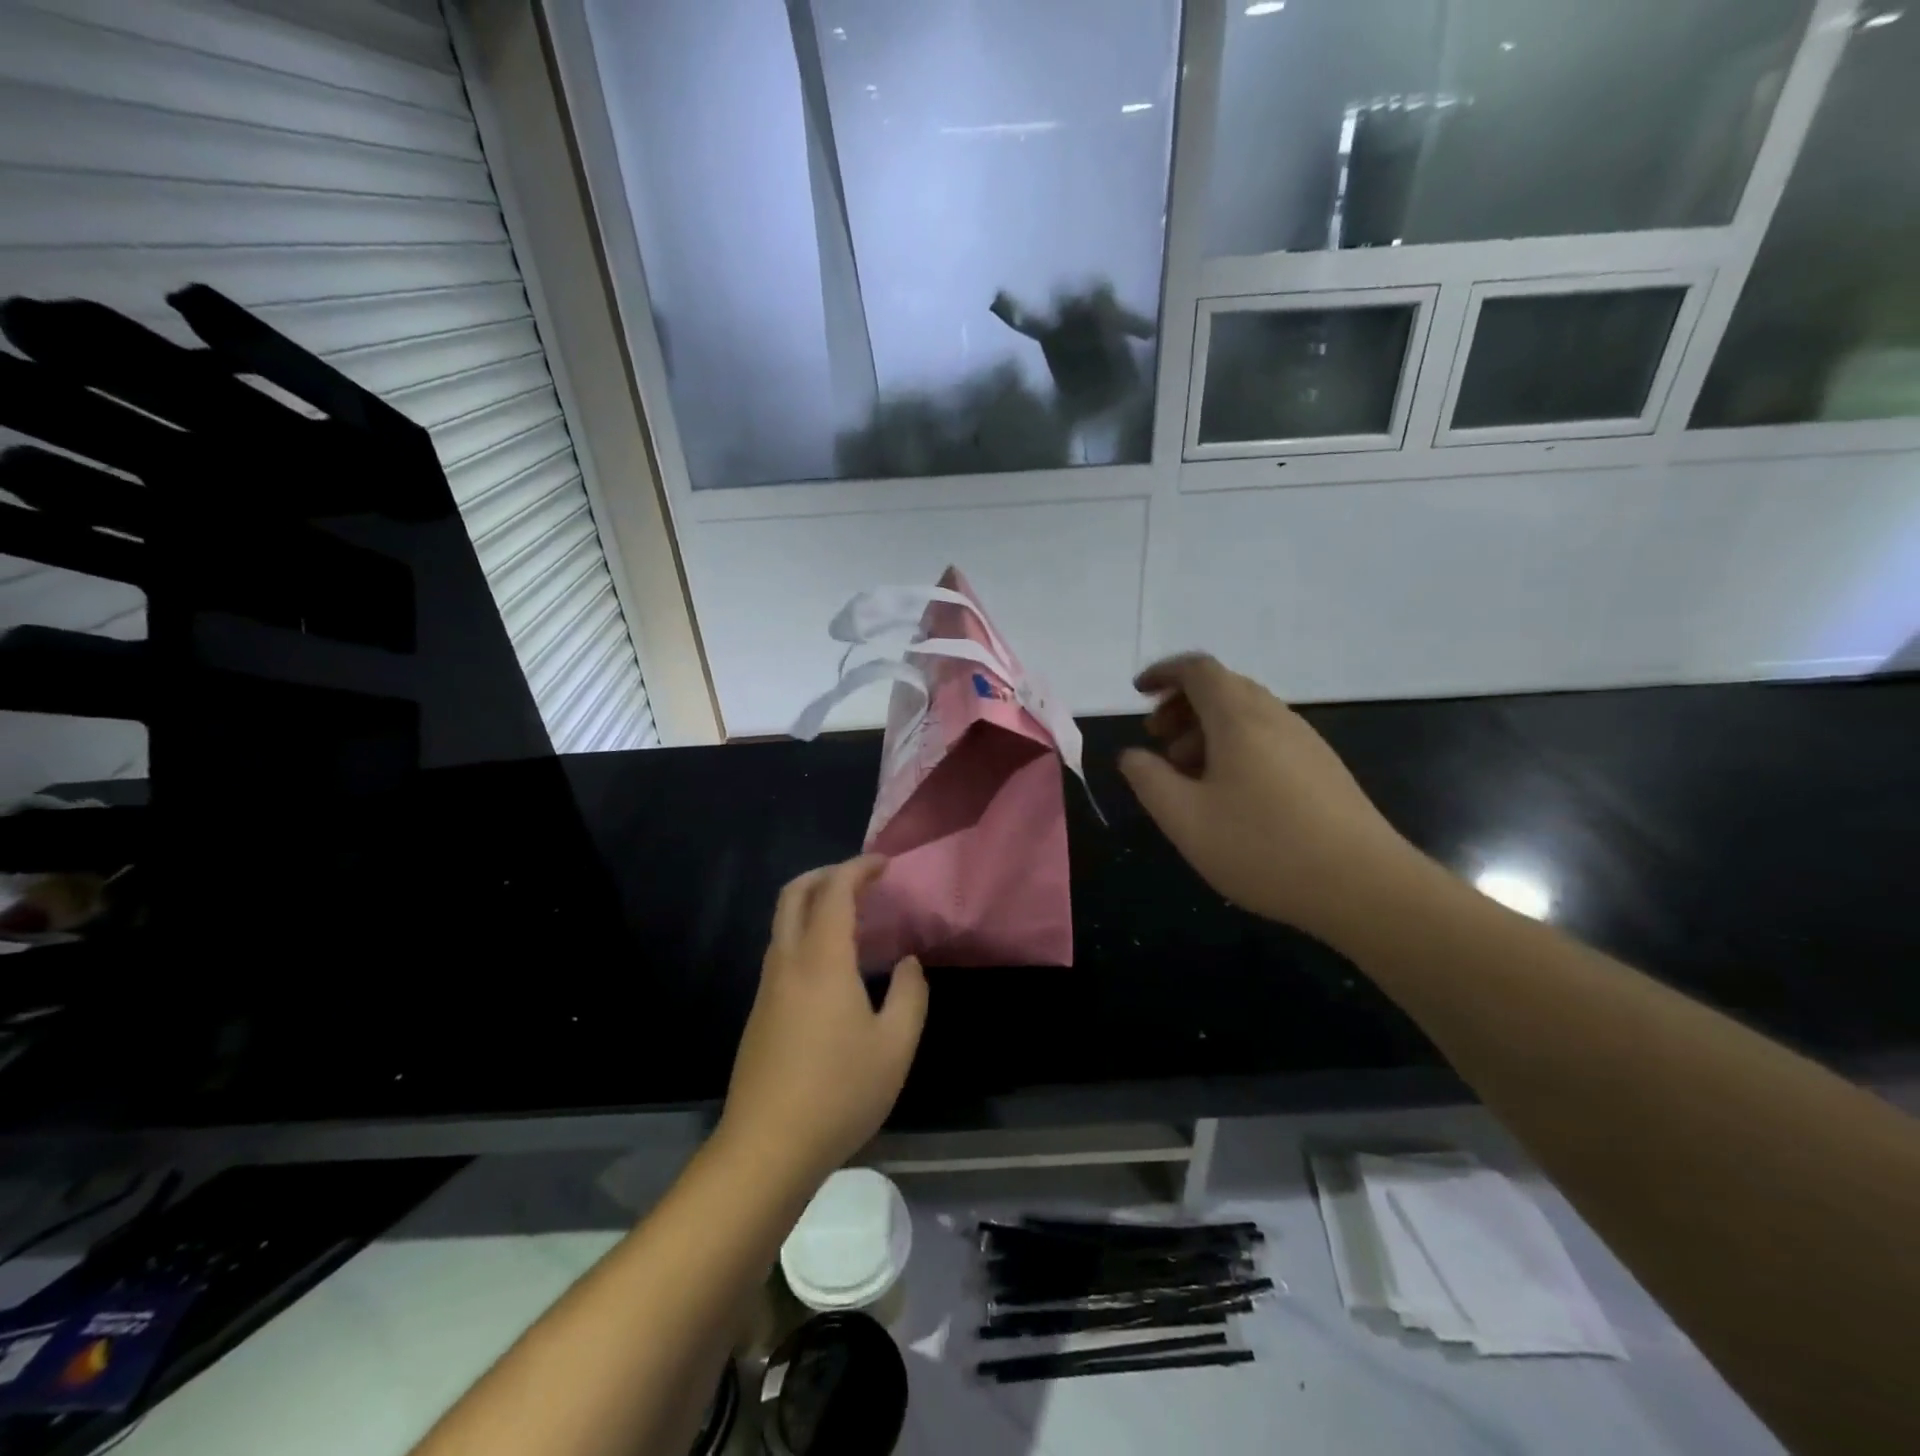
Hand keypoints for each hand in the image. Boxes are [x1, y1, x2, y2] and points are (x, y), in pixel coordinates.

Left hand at [719, 856, 927, 1186]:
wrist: (766, 1148)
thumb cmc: (839, 1093)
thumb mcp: (895, 1046)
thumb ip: (909, 995)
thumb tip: (907, 963)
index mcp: (822, 960)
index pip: (835, 891)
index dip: (858, 869)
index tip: (884, 864)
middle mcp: (788, 962)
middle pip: (794, 894)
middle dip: (826, 874)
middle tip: (861, 879)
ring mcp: (768, 987)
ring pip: (783, 922)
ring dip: (813, 903)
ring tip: (853, 918)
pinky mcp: (760, 1012)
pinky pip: (782, 950)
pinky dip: (806, 933)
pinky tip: (833, 965)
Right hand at [1118, 654, 1420, 945]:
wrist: (1365, 886)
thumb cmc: (1263, 847)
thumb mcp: (1185, 819)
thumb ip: (1149, 780)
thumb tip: (1132, 755)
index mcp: (1239, 718)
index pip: (1198, 669)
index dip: (1163, 673)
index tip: (1138, 694)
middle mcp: (1274, 717)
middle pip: (1222, 687)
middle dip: (1181, 705)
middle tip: (1156, 739)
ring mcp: (1304, 741)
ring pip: (1246, 714)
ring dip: (1206, 729)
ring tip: (1186, 772)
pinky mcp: (1322, 768)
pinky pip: (1267, 737)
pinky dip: (1234, 747)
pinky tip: (1228, 793)